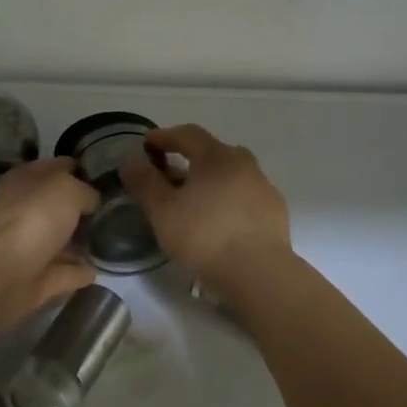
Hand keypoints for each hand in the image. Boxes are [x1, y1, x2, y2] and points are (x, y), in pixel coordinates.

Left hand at [0, 158, 99, 337]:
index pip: (58, 167)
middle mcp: (25, 210)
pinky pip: (62, 272)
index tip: (107, 176)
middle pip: (59, 205)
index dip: (81, 168)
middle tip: (115, 210)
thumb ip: (85, 191)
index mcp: (27, 179)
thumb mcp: (67, 189)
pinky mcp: (34, 280)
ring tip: (111, 240)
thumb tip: (91, 202)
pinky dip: (77, 272)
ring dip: (81, 242)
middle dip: (83, 207)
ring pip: (60, 239)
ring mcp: (28, 246)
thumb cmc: (32, 218)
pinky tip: (97, 270)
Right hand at [119, 125, 291, 286]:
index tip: (147, 144)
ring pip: (233, 174)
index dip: (165, 136)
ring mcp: (263, 187)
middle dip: (191, 158)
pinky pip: (246, 196)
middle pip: (214, 151)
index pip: (188, 134)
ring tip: (197, 201)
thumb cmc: (205, 236)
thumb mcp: (163, 211)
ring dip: (213, 180)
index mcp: (216, 156)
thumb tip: (131, 161)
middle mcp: (244, 164)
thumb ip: (145, 183)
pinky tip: (222, 221)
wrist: (259, 273)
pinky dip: (230, 200)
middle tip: (172, 175)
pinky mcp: (275, 211)